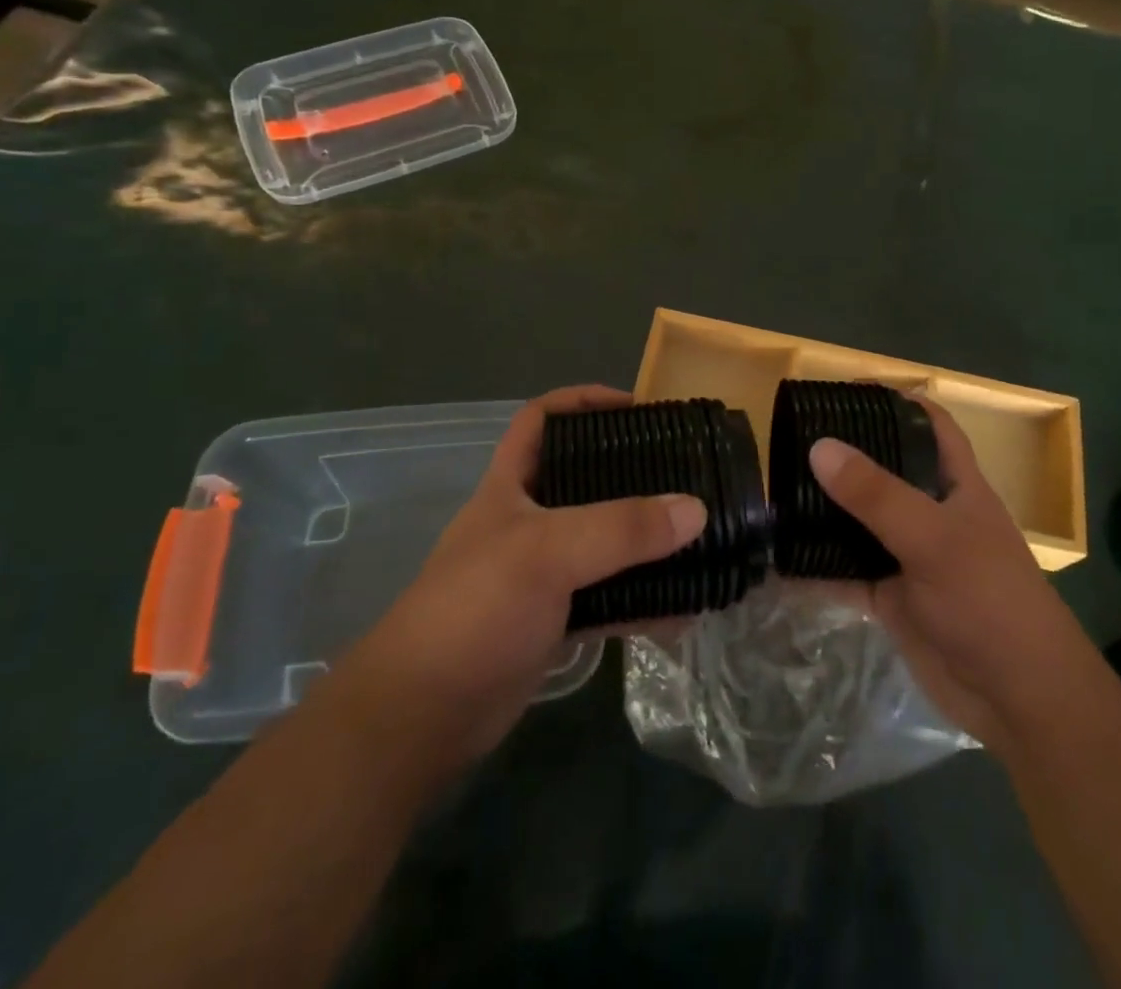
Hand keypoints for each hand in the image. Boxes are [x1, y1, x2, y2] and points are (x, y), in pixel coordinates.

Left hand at [351, 385, 706, 765]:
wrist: (422, 718)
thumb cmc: (475, 609)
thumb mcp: (547, 552)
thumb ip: (621, 528)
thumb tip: (696, 509)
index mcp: (511, 486)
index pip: (542, 419)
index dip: (584, 402)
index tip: (638, 407)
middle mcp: (528, 521)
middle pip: (585, 479)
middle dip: (633, 472)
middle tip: (685, 472)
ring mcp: (542, 574)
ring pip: (604, 542)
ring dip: (646, 542)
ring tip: (698, 537)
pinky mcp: (554, 621)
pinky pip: (610, 599)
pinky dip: (644, 601)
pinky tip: (683, 611)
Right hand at [809, 401, 1087, 752]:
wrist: (1018, 700)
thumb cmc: (989, 601)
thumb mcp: (933, 539)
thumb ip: (876, 495)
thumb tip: (819, 446)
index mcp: (956, 485)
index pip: (930, 424)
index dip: (896, 400)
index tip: (846, 391)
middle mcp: (932, 513)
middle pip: (886, 469)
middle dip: (846, 455)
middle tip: (792, 440)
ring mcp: (910, 556)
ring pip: (861, 521)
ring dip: (826, 511)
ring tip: (776, 490)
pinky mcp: (892, 597)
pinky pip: (847, 573)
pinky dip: (817, 568)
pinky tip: (780, 561)